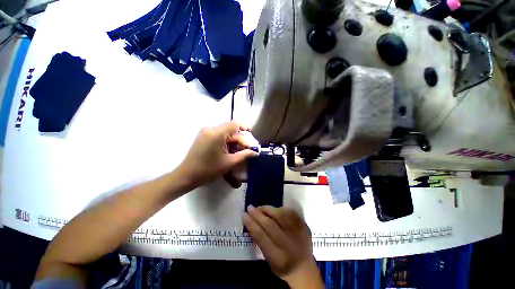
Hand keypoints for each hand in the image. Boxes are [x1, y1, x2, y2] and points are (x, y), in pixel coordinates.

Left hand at [177, 121, 257, 188]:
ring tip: (241, 152)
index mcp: (217, 133)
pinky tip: (231, 151)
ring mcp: (206, 132)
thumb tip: (255, 152)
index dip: (245, 126)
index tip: (252, 133)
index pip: (235, 124)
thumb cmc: (208, 170)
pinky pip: (219, 136)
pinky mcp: (204, 137)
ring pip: (226, 133)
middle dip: (241, 139)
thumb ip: (244, 155)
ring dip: (234, 142)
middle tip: (248, 150)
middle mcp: (211, 129)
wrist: (187, 176)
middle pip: (231, 130)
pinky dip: (227, 142)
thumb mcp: (229, 163)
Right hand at [244, 205, 323, 288]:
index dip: (252, 224)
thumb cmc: (282, 265)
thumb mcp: (268, 260)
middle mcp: (289, 245)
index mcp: (278, 257)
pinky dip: (280, 209)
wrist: (304, 269)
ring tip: (260, 207)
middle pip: (270, 225)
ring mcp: (298, 234)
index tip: (244, 215)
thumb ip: (260, 242)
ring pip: (281, 216)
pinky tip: (274, 209)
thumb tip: (251, 222)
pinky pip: (290, 213)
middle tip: (250, 207)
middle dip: (258, 214)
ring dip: (268, 209)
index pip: (261, 237)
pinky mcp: (304, 226)